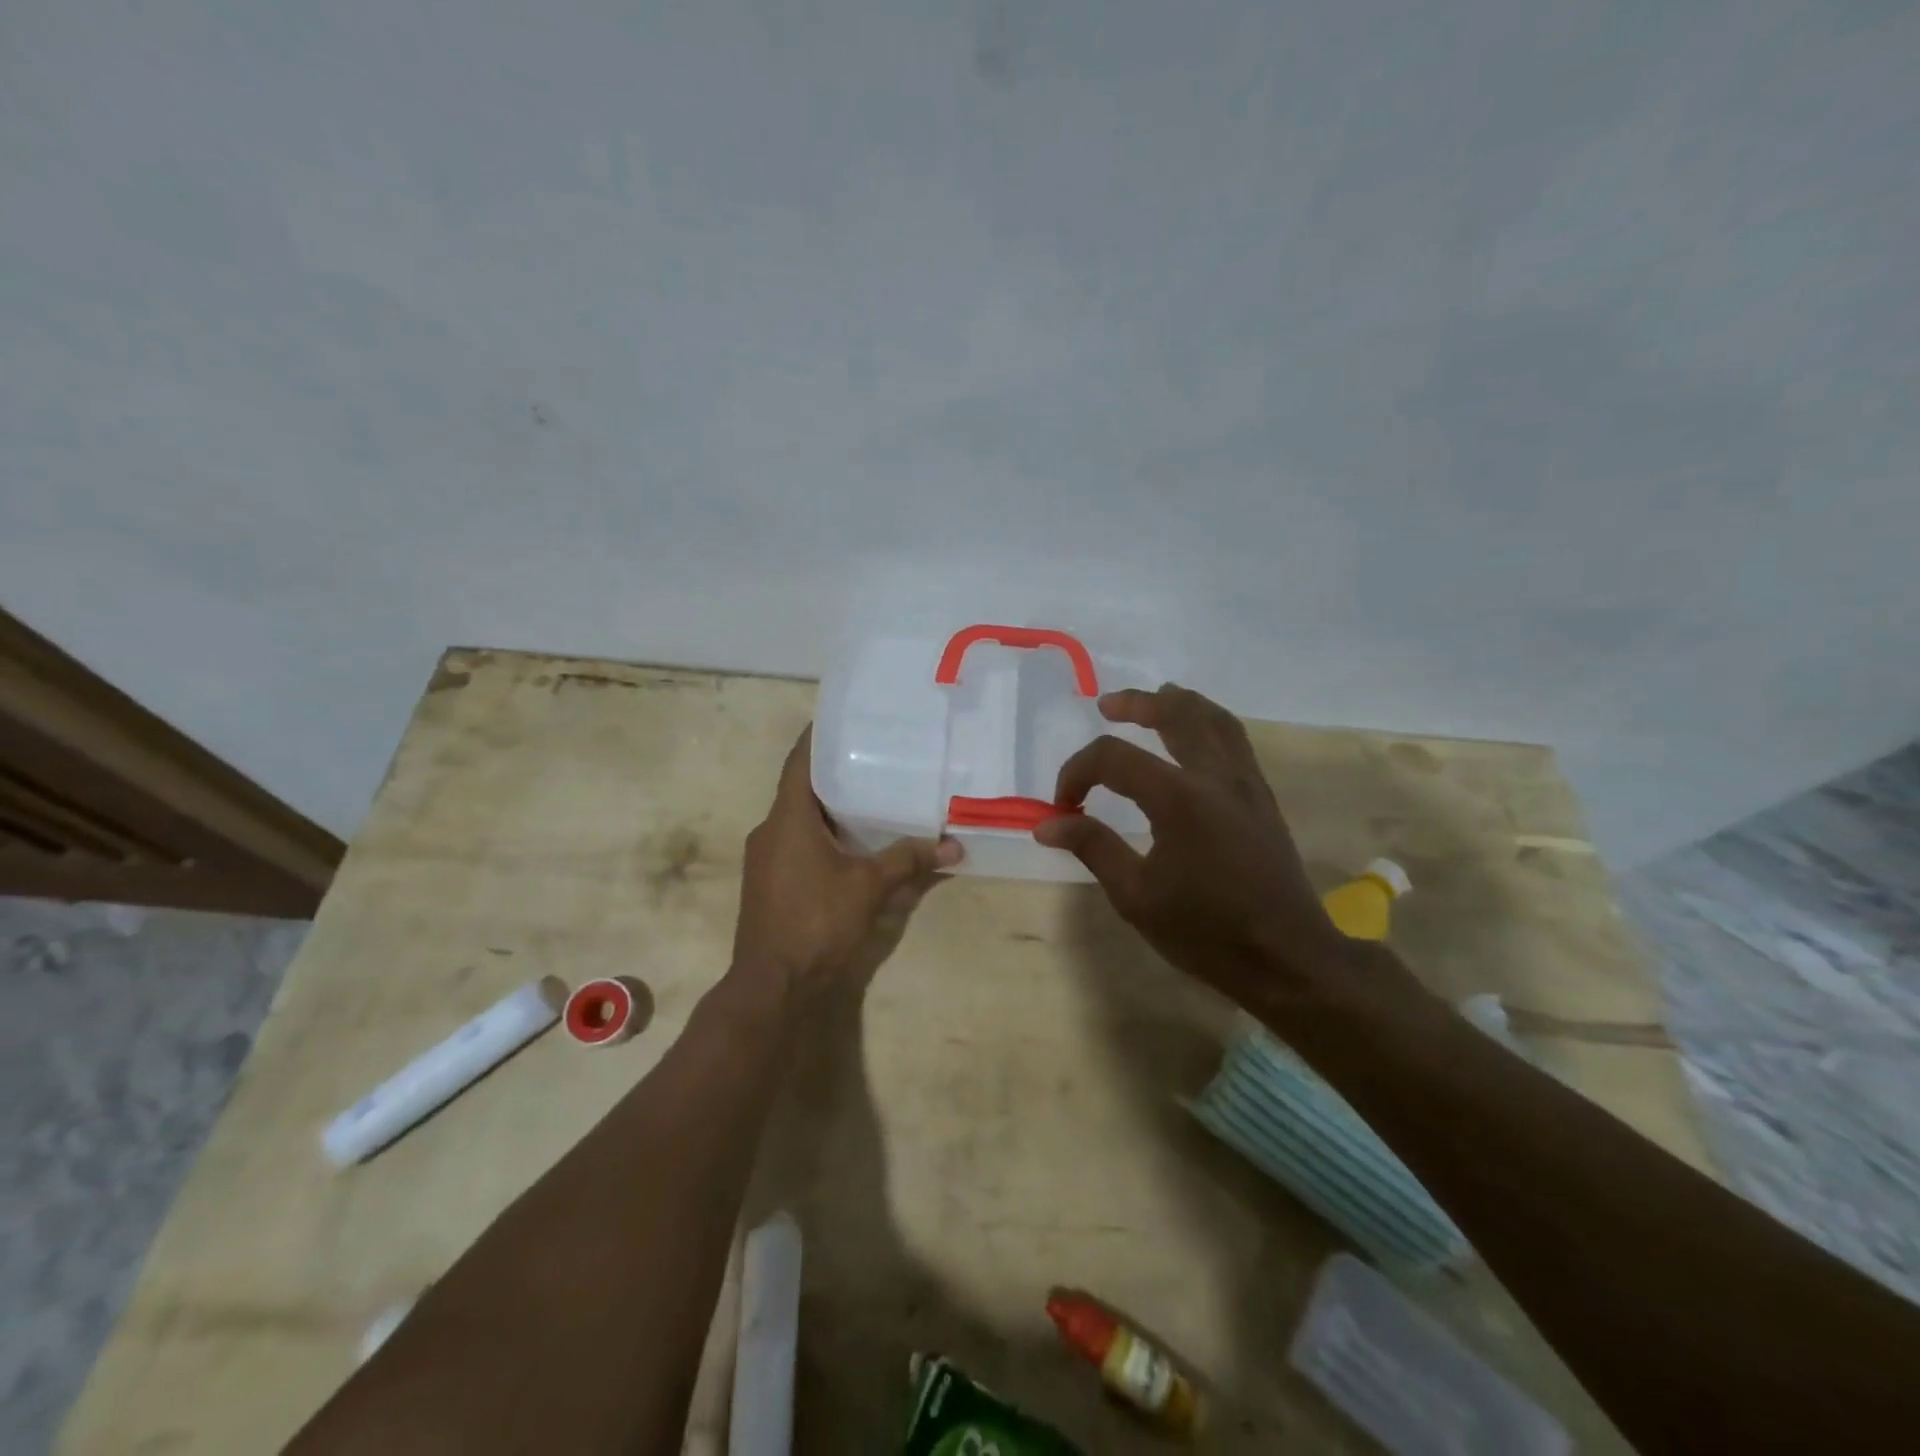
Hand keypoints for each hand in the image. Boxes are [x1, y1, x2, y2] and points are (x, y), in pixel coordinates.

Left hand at [733, 729, 960, 1001]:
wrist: (772, 985)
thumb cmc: (816, 923)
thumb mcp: (869, 887)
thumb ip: (909, 860)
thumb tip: (953, 845)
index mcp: (787, 819)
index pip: (800, 761)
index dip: (818, 736)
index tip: (844, 718)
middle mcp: (769, 831)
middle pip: (800, 788)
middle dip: (834, 773)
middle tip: (873, 756)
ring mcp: (764, 858)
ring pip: (798, 819)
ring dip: (828, 807)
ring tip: (869, 795)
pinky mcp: (768, 882)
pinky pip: (796, 843)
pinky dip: (821, 834)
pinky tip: (851, 843)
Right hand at [1034, 684, 1346, 1011]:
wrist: (1287, 957)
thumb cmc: (1206, 932)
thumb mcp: (1135, 896)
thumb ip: (1093, 847)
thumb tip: (1048, 823)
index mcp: (1178, 799)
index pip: (1113, 758)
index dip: (1077, 772)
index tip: (1064, 804)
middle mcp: (1214, 777)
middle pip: (1175, 714)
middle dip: (1136, 704)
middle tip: (1108, 705)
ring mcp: (1245, 783)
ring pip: (1214, 718)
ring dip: (1179, 703)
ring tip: (1156, 699)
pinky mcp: (1262, 797)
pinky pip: (1235, 739)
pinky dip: (1209, 722)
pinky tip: (1196, 736)